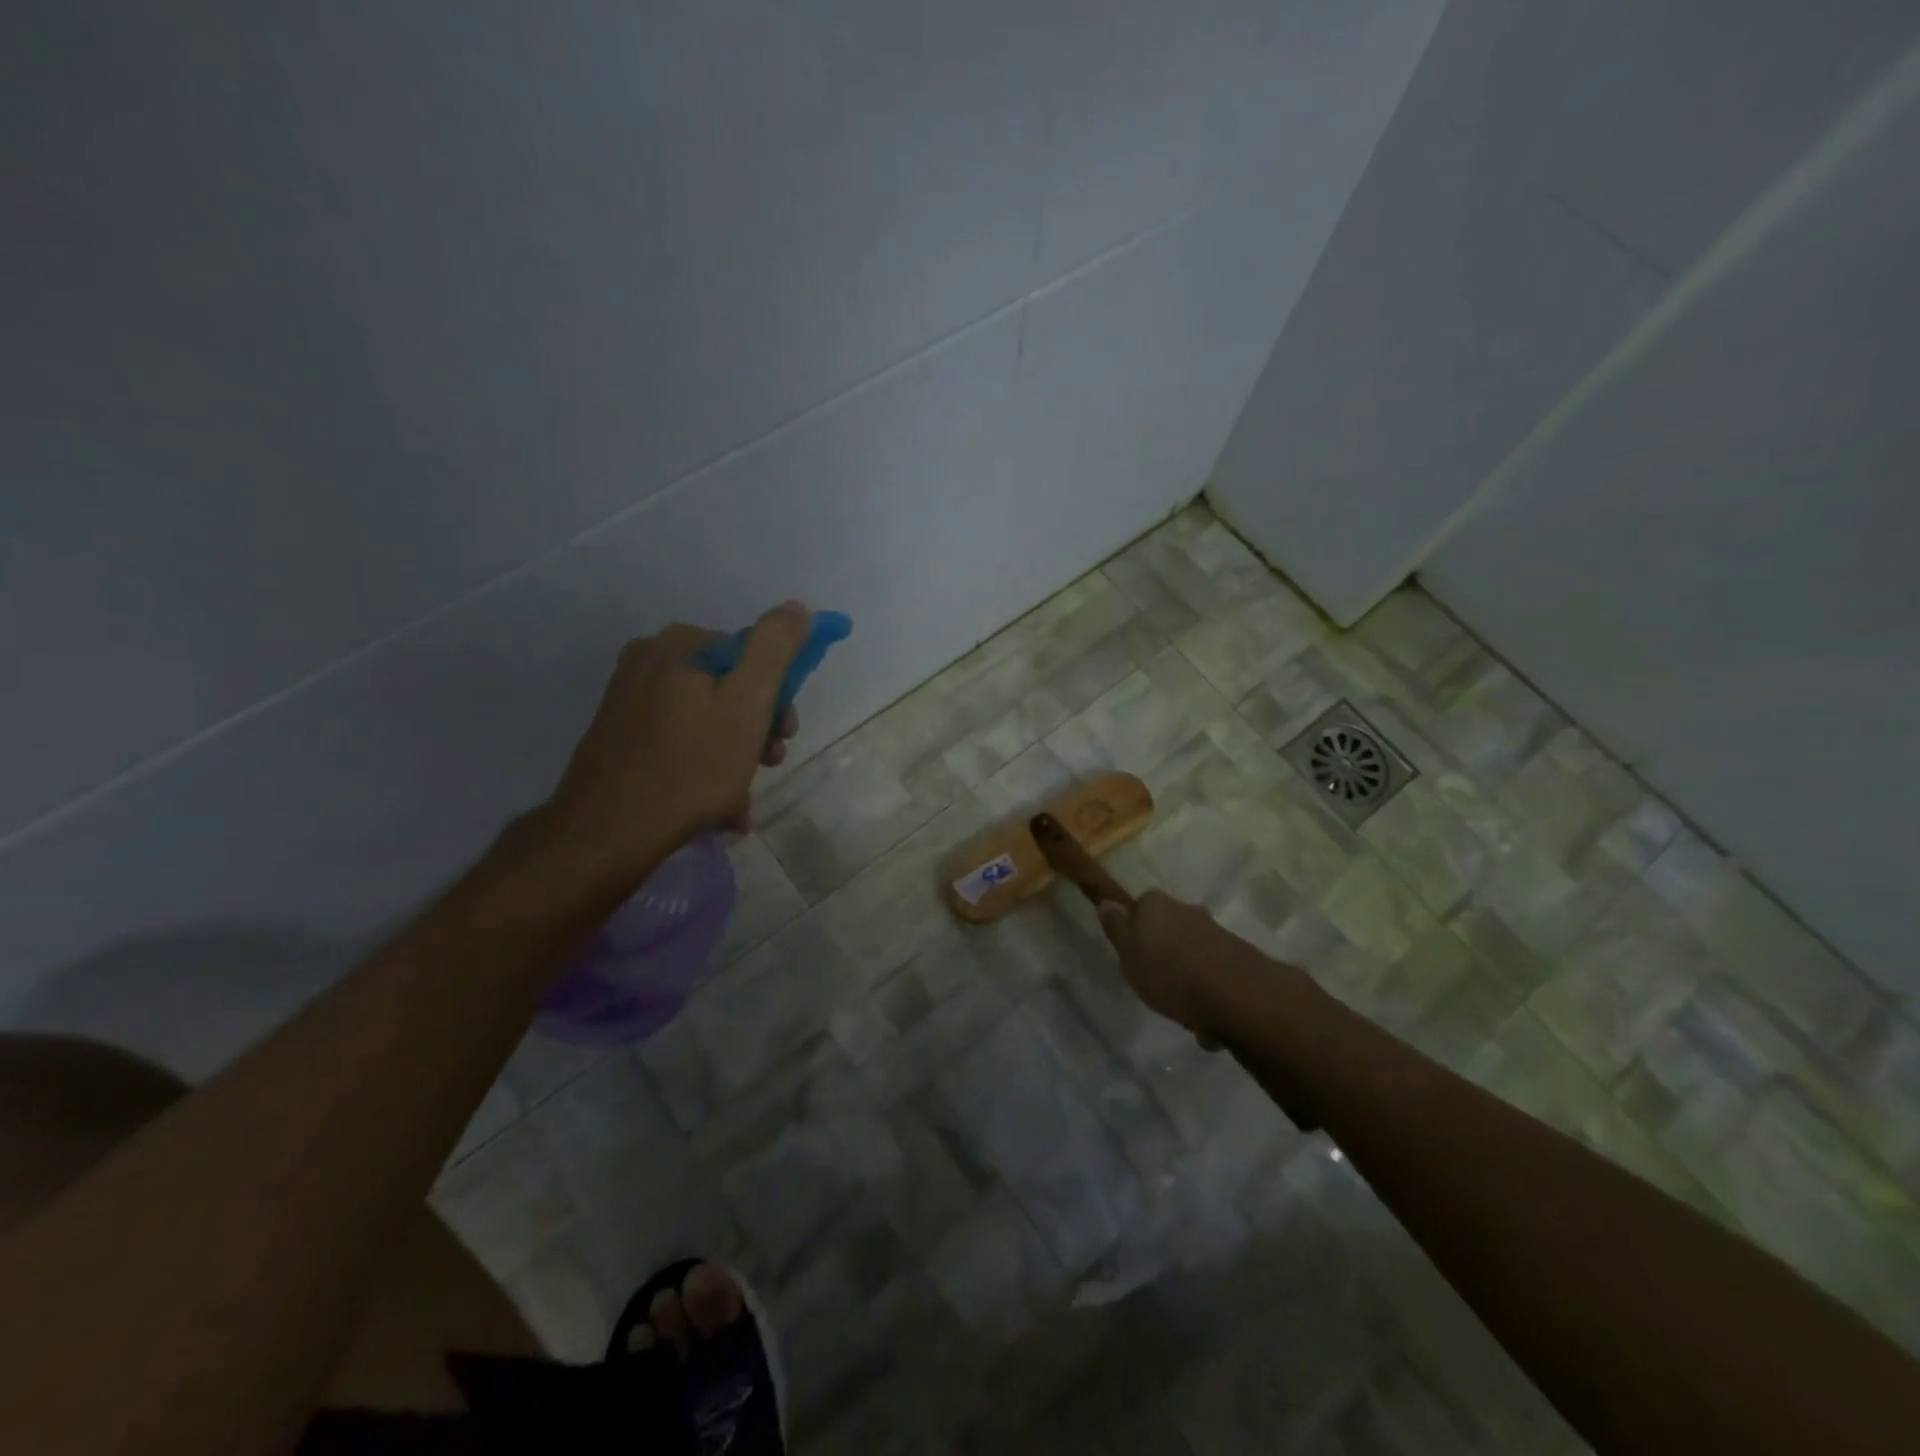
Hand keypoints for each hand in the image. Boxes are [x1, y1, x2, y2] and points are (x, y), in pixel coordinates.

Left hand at [545, 602, 808, 879]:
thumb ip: (775, 647)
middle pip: (728, 687)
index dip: (778, 695)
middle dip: (756, 728)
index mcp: (680, 645)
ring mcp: (628, 700)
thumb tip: (797, 608)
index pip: (751, 654)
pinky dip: (702, 768)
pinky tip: (716, 807)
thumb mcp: (748, 701)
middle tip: (768, 764)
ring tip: (740, 799)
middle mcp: (648, 661)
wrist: (608, 832)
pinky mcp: (618, 737)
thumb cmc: (692, 765)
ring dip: (734, 756)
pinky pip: (679, 743)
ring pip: (705, 719)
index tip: (786, 734)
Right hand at [1096, 890, 1258, 1035]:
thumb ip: (1117, 928)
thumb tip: (1106, 902)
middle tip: (1154, 982)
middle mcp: (1188, 910)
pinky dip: (1208, 994)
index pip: (1140, 906)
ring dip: (1187, 976)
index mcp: (1157, 904)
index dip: (1134, 929)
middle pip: (1169, 929)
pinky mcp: (1240, 959)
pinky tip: (1205, 1022)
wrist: (1237, 996)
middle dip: (1163, 952)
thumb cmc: (1169, 972)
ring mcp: (1217, 933)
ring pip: (1192, 953)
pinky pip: (1213, 975)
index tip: (1131, 954)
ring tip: (1182, 1010)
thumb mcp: (1128, 952)